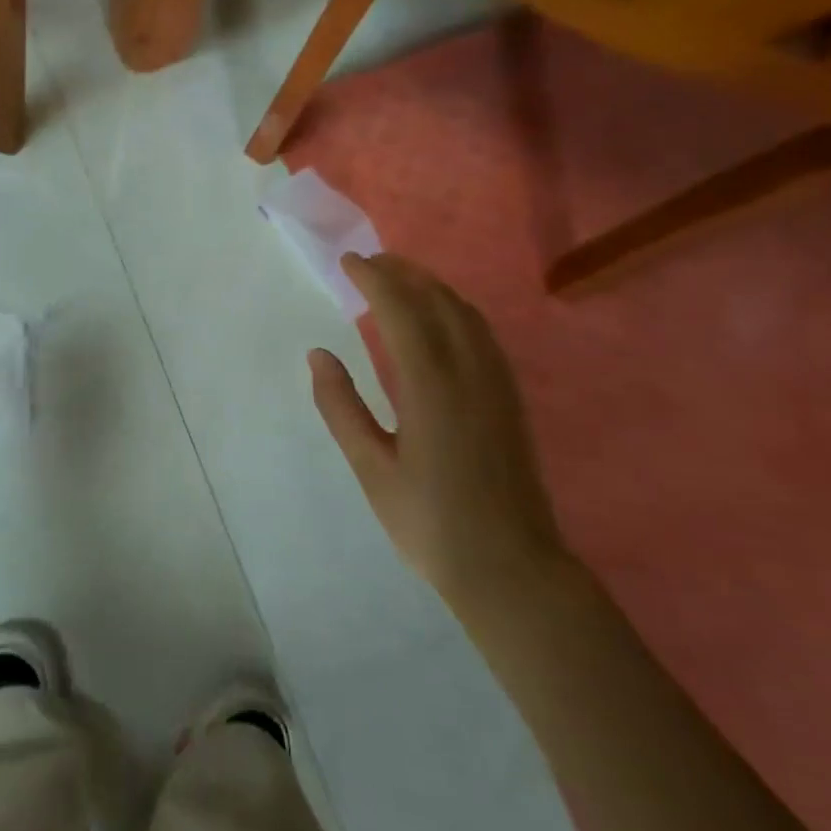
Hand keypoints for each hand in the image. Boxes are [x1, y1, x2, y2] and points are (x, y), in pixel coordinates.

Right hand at [308, 252, 570, 612]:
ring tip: (399, 279)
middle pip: (439, 301)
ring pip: (467, 314)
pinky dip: (454, 310)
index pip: (402, 311)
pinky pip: (482, 334)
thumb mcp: (371, 467)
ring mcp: (497, 385)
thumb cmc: (430, 523)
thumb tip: (319, 354)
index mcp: (432, 387)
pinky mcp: (510, 399)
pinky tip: (439, 320)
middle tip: (369, 261)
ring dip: (432, 287)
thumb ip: (341, 407)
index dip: (374, 280)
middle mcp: (470, 373)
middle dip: (404, 272)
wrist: (511, 569)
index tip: (348, 261)